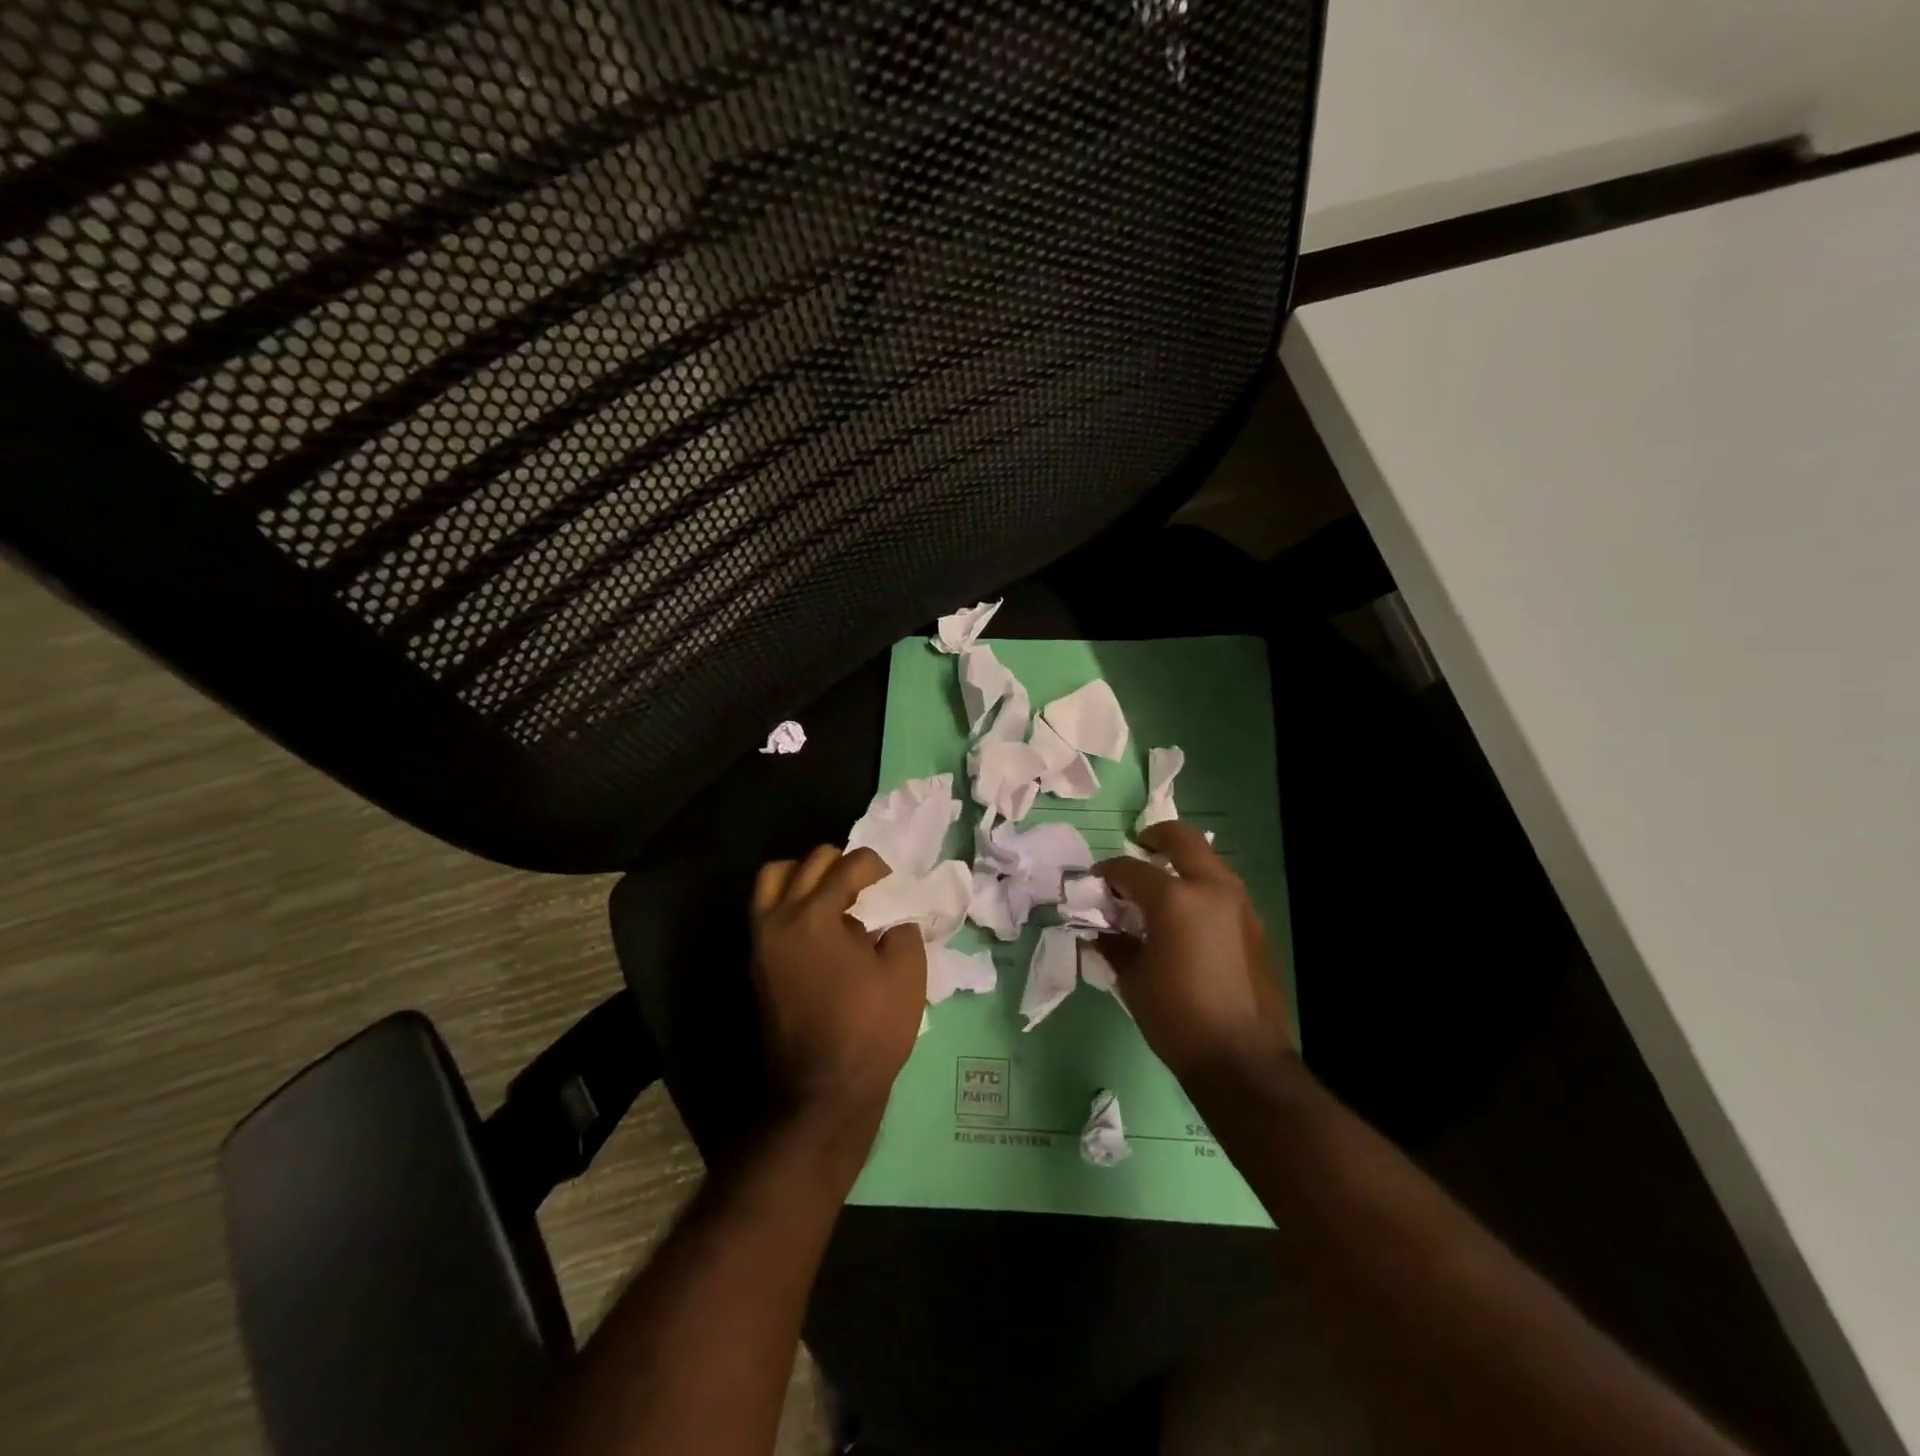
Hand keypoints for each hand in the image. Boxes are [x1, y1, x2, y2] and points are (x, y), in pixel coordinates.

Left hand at [751, 847, 925, 1158]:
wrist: (822, 1092)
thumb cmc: (869, 1030)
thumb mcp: (907, 973)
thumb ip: (902, 927)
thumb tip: (890, 915)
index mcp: (814, 916)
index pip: (848, 865)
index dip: (878, 867)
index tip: (895, 886)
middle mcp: (779, 919)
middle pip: (808, 862)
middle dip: (843, 864)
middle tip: (868, 889)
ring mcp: (762, 941)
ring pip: (774, 879)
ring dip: (806, 876)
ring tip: (835, 898)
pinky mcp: (757, 963)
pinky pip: (768, 909)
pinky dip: (791, 900)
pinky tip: (822, 926)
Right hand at [1094, 822, 1294, 1083]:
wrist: (1242, 1059)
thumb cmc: (1177, 1017)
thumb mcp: (1133, 978)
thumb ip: (1114, 943)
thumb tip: (1098, 930)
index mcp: (1174, 898)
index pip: (1130, 868)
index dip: (1107, 872)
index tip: (1094, 882)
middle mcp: (1210, 888)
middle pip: (1180, 839)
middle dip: (1153, 838)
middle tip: (1136, 849)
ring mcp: (1238, 903)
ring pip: (1206, 860)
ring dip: (1181, 862)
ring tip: (1158, 886)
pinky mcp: (1253, 923)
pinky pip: (1221, 887)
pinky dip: (1199, 886)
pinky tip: (1184, 915)